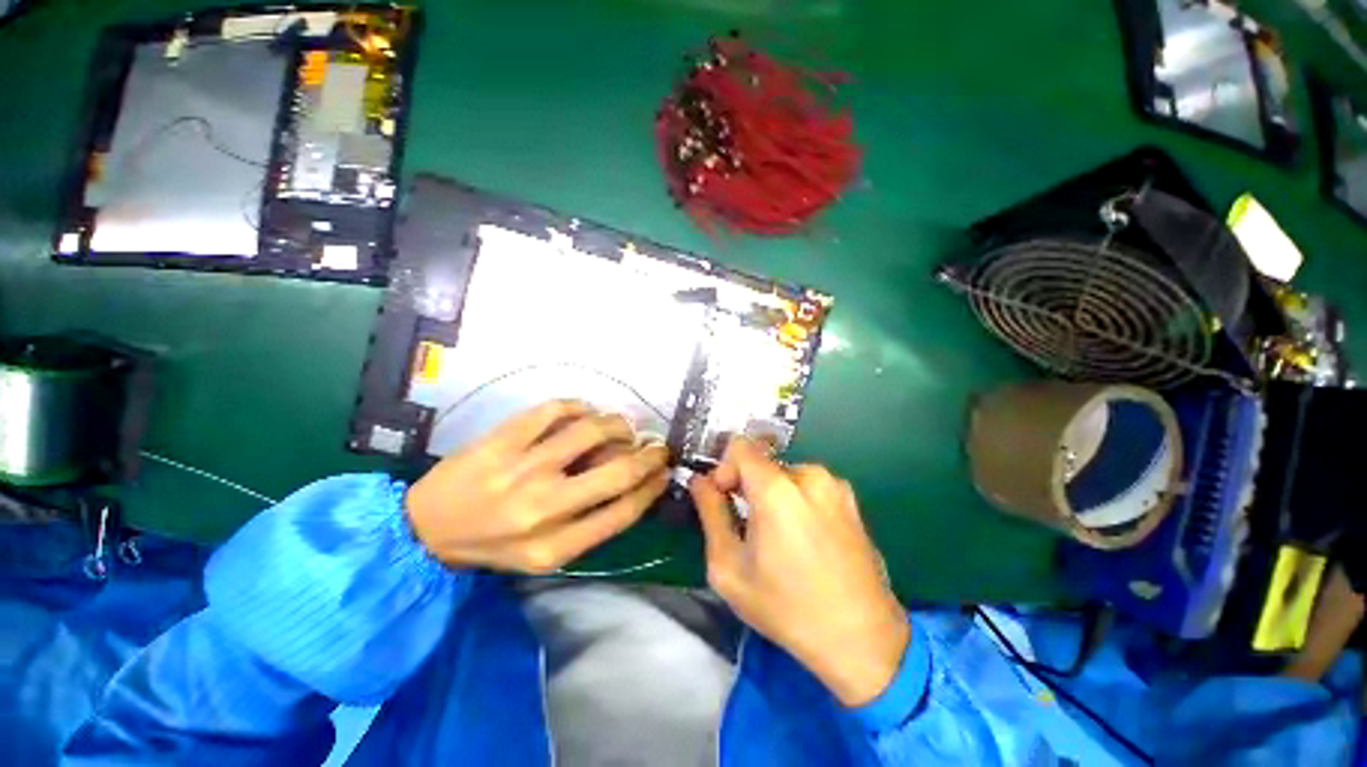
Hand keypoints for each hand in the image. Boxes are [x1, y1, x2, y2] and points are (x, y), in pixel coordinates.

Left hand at [406, 400, 670, 573]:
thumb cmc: (492, 546)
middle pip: (618, 471)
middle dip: (649, 454)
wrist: (424, 528)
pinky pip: (556, 409)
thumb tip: (633, 480)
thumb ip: (590, 523)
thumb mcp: (544, 555)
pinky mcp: (502, 439)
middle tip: (657, 445)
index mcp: (555, 547)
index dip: (653, 485)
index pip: (624, 511)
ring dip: (619, 424)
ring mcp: (521, 467)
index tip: (664, 470)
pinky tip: (585, 412)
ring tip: (621, 427)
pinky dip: (580, 406)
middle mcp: (542, 507)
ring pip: (592, 430)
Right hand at [690, 439, 909, 706]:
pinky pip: (809, 486)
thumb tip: (700, 481)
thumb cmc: (787, 608)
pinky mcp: (851, 500)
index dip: (725, 467)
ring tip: (778, 537)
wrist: (863, 640)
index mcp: (777, 489)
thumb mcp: (729, 567)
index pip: (741, 446)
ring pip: (785, 474)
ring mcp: (835, 486)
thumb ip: (710, 514)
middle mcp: (809, 475)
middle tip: (747, 526)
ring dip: (772, 494)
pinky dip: (796, 501)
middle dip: (747, 485)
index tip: (725, 499)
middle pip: (763, 462)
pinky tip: (804, 540)